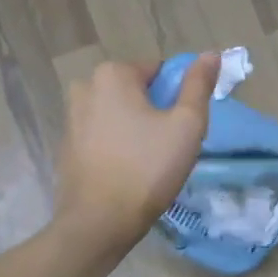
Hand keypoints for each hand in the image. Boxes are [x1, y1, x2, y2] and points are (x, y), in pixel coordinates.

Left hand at [54, 54, 219, 252]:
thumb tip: (211, 54)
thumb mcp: (187, 125)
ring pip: (119, 114)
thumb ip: (199, 85)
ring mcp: (71, 118)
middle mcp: (85, 87)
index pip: (160, 71)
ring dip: (137, 129)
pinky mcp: (66, 146)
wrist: (99, 222)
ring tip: (151, 163)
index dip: (178, 97)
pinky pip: (103, 135)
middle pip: (137, 92)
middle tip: (170, 147)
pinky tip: (129, 172)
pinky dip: (118, 146)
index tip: (183, 128)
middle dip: (156, 112)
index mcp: (112, 74)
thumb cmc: (148, 168)